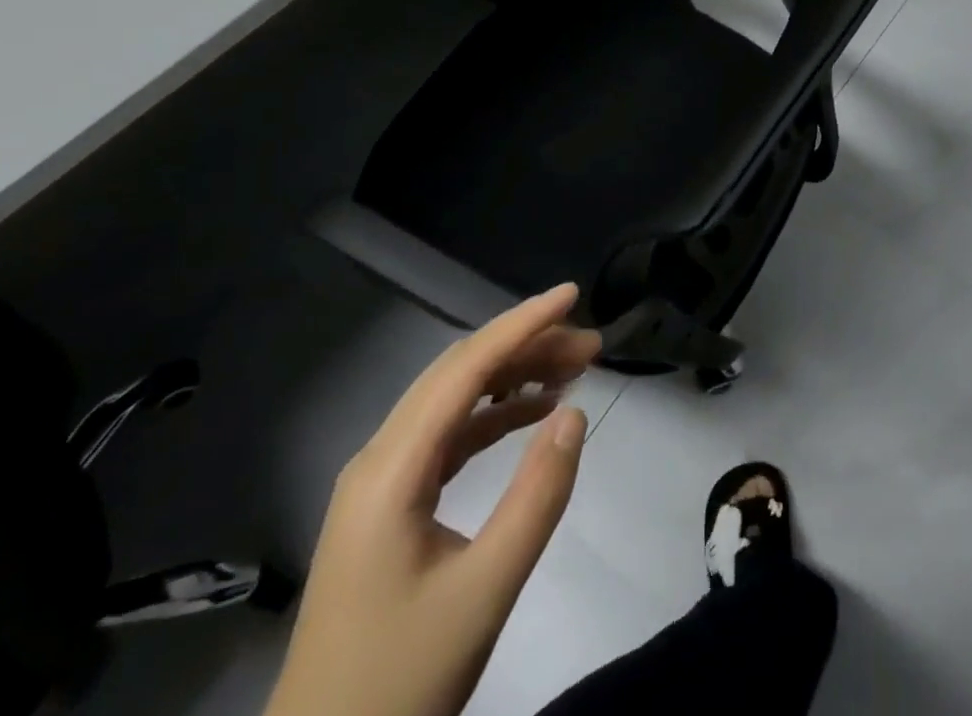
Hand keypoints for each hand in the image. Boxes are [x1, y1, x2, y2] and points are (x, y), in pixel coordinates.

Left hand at [265, 285, 599, 715]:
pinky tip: (531, 413)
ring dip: (511, 377)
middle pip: (459, 374)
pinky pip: (447, 436)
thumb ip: (535, 498)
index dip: (522, 324)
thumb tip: (575, 413)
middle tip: (591, 345)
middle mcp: (380, 458)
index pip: (465, 369)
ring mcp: (380, 481)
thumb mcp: (484, 593)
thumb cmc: (400, 682)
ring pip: (453, 400)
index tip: (573, 295)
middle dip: (526, 346)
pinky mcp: (389, 504)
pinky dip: (493, 415)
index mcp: (391, 469)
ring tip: (573, 369)